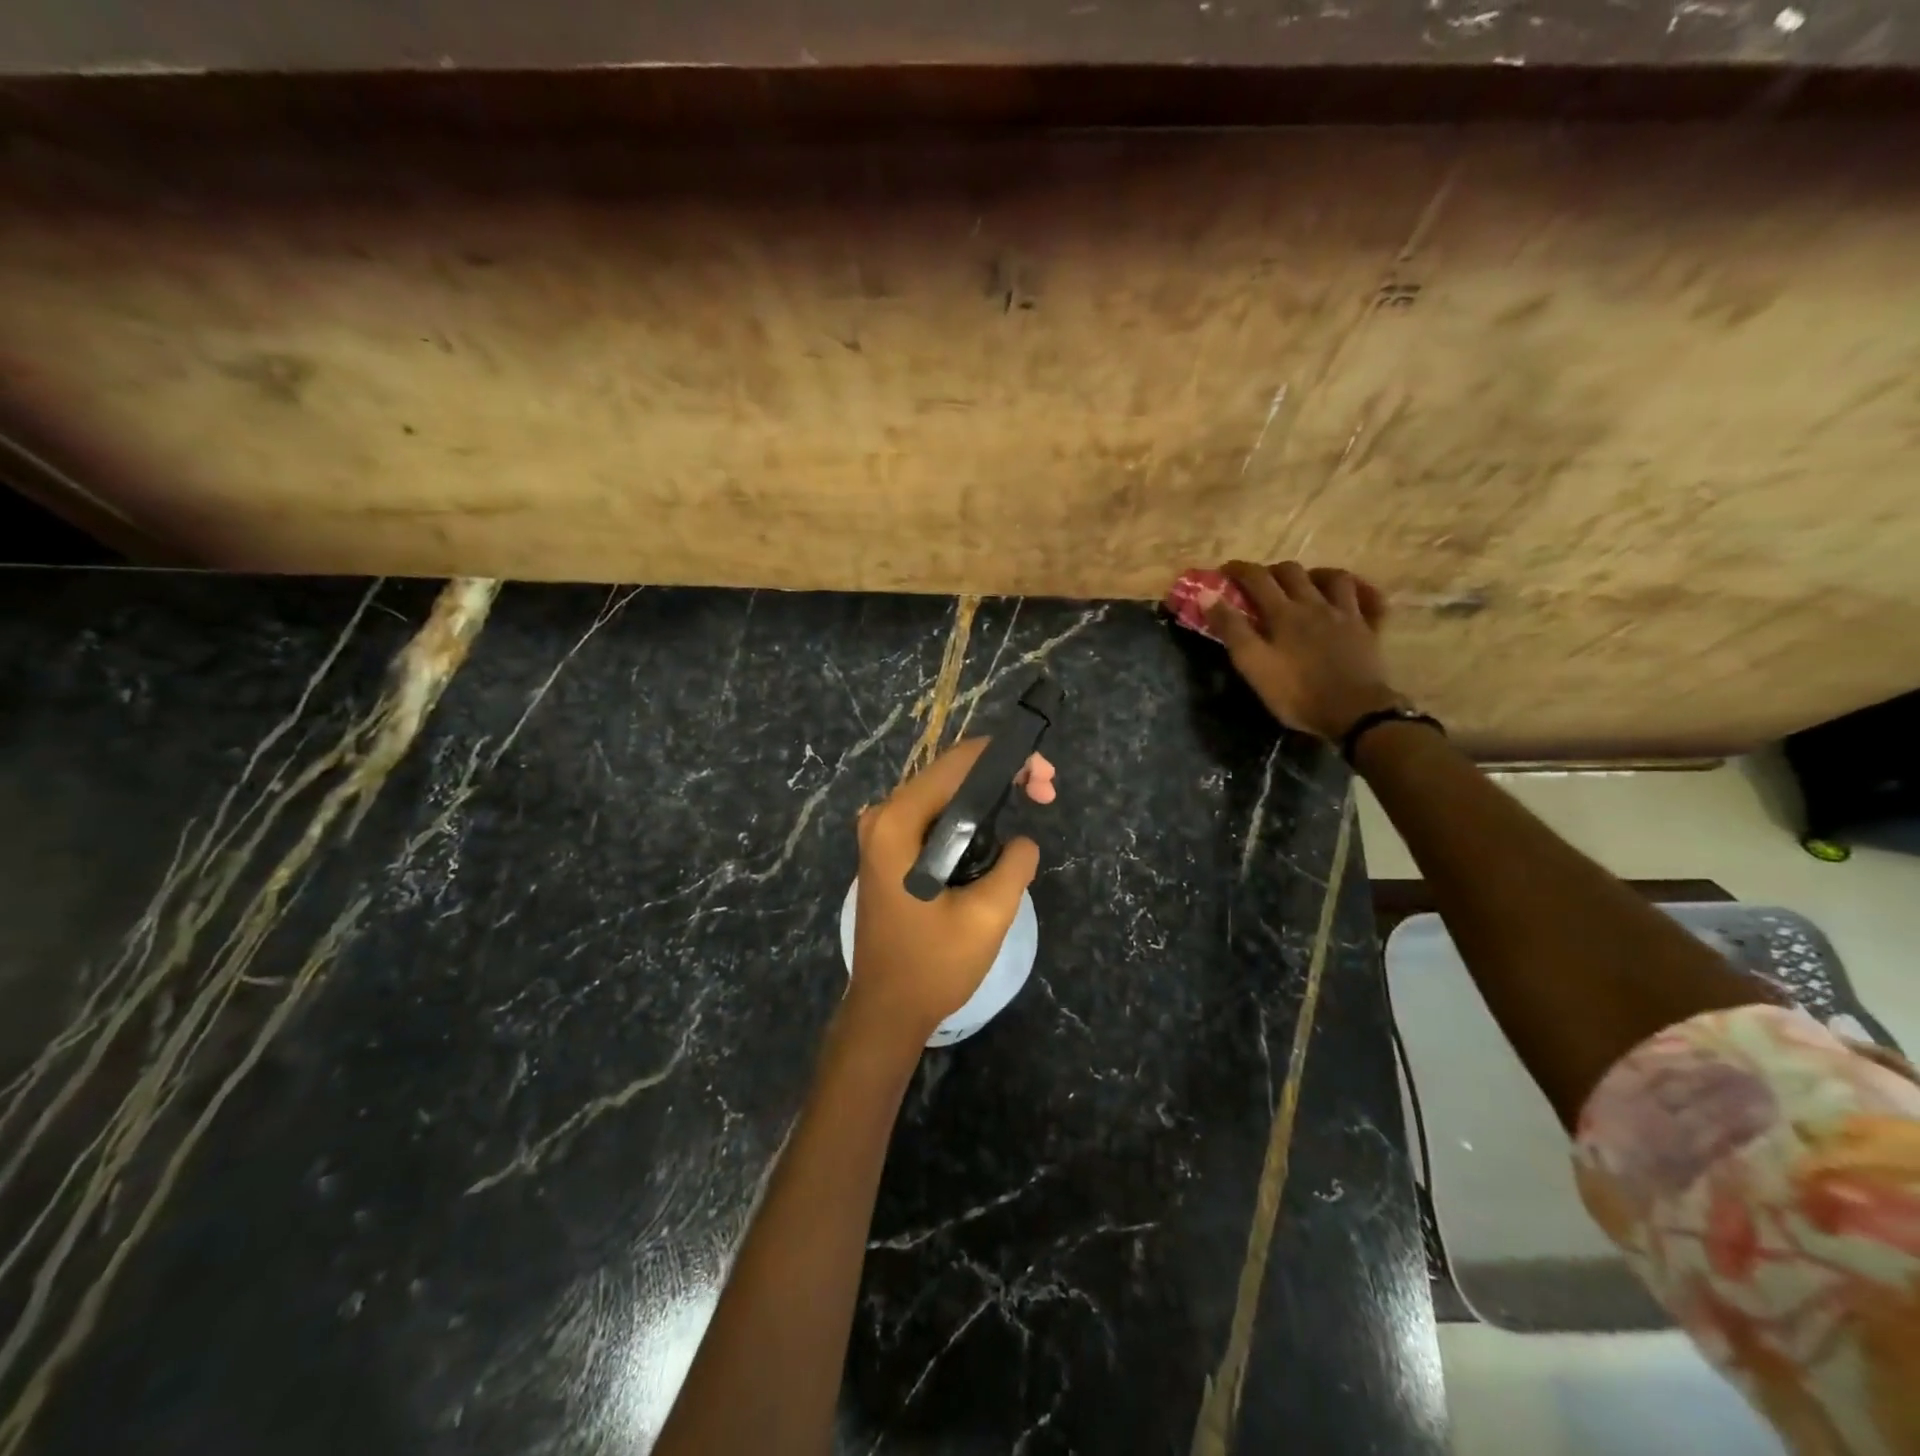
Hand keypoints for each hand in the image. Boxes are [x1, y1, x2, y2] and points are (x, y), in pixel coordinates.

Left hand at [848, 741, 1046, 1042]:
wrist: (887, 1009)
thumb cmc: (933, 966)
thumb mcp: (988, 916)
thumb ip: (1014, 864)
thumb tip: (1022, 840)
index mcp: (898, 823)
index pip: (957, 763)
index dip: (1006, 758)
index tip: (1044, 779)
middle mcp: (882, 817)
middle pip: (949, 773)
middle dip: (1001, 774)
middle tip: (1045, 793)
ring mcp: (880, 833)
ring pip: (942, 793)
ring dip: (986, 794)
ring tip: (1032, 802)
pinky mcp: (887, 850)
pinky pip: (932, 816)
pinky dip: (966, 815)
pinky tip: (996, 828)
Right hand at [1206, 561, 1402, 740]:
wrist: (1354, 713)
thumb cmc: (1296, 693)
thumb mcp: (1253, 665)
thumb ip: (1231, 629)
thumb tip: (1207, 595)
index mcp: (1284, 613)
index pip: (1257, 579)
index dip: (1239, 570)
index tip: (1224, 570)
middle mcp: (1316, 604)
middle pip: (1293, 572)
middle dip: (1272, 571)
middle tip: (1260, 583)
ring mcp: (1348, 615)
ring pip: (1335, 578)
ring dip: (1316, 574)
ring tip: (1306, 584)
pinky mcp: (1370, 630)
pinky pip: (1372, 600)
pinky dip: (1362, 591)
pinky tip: (1353, 595)